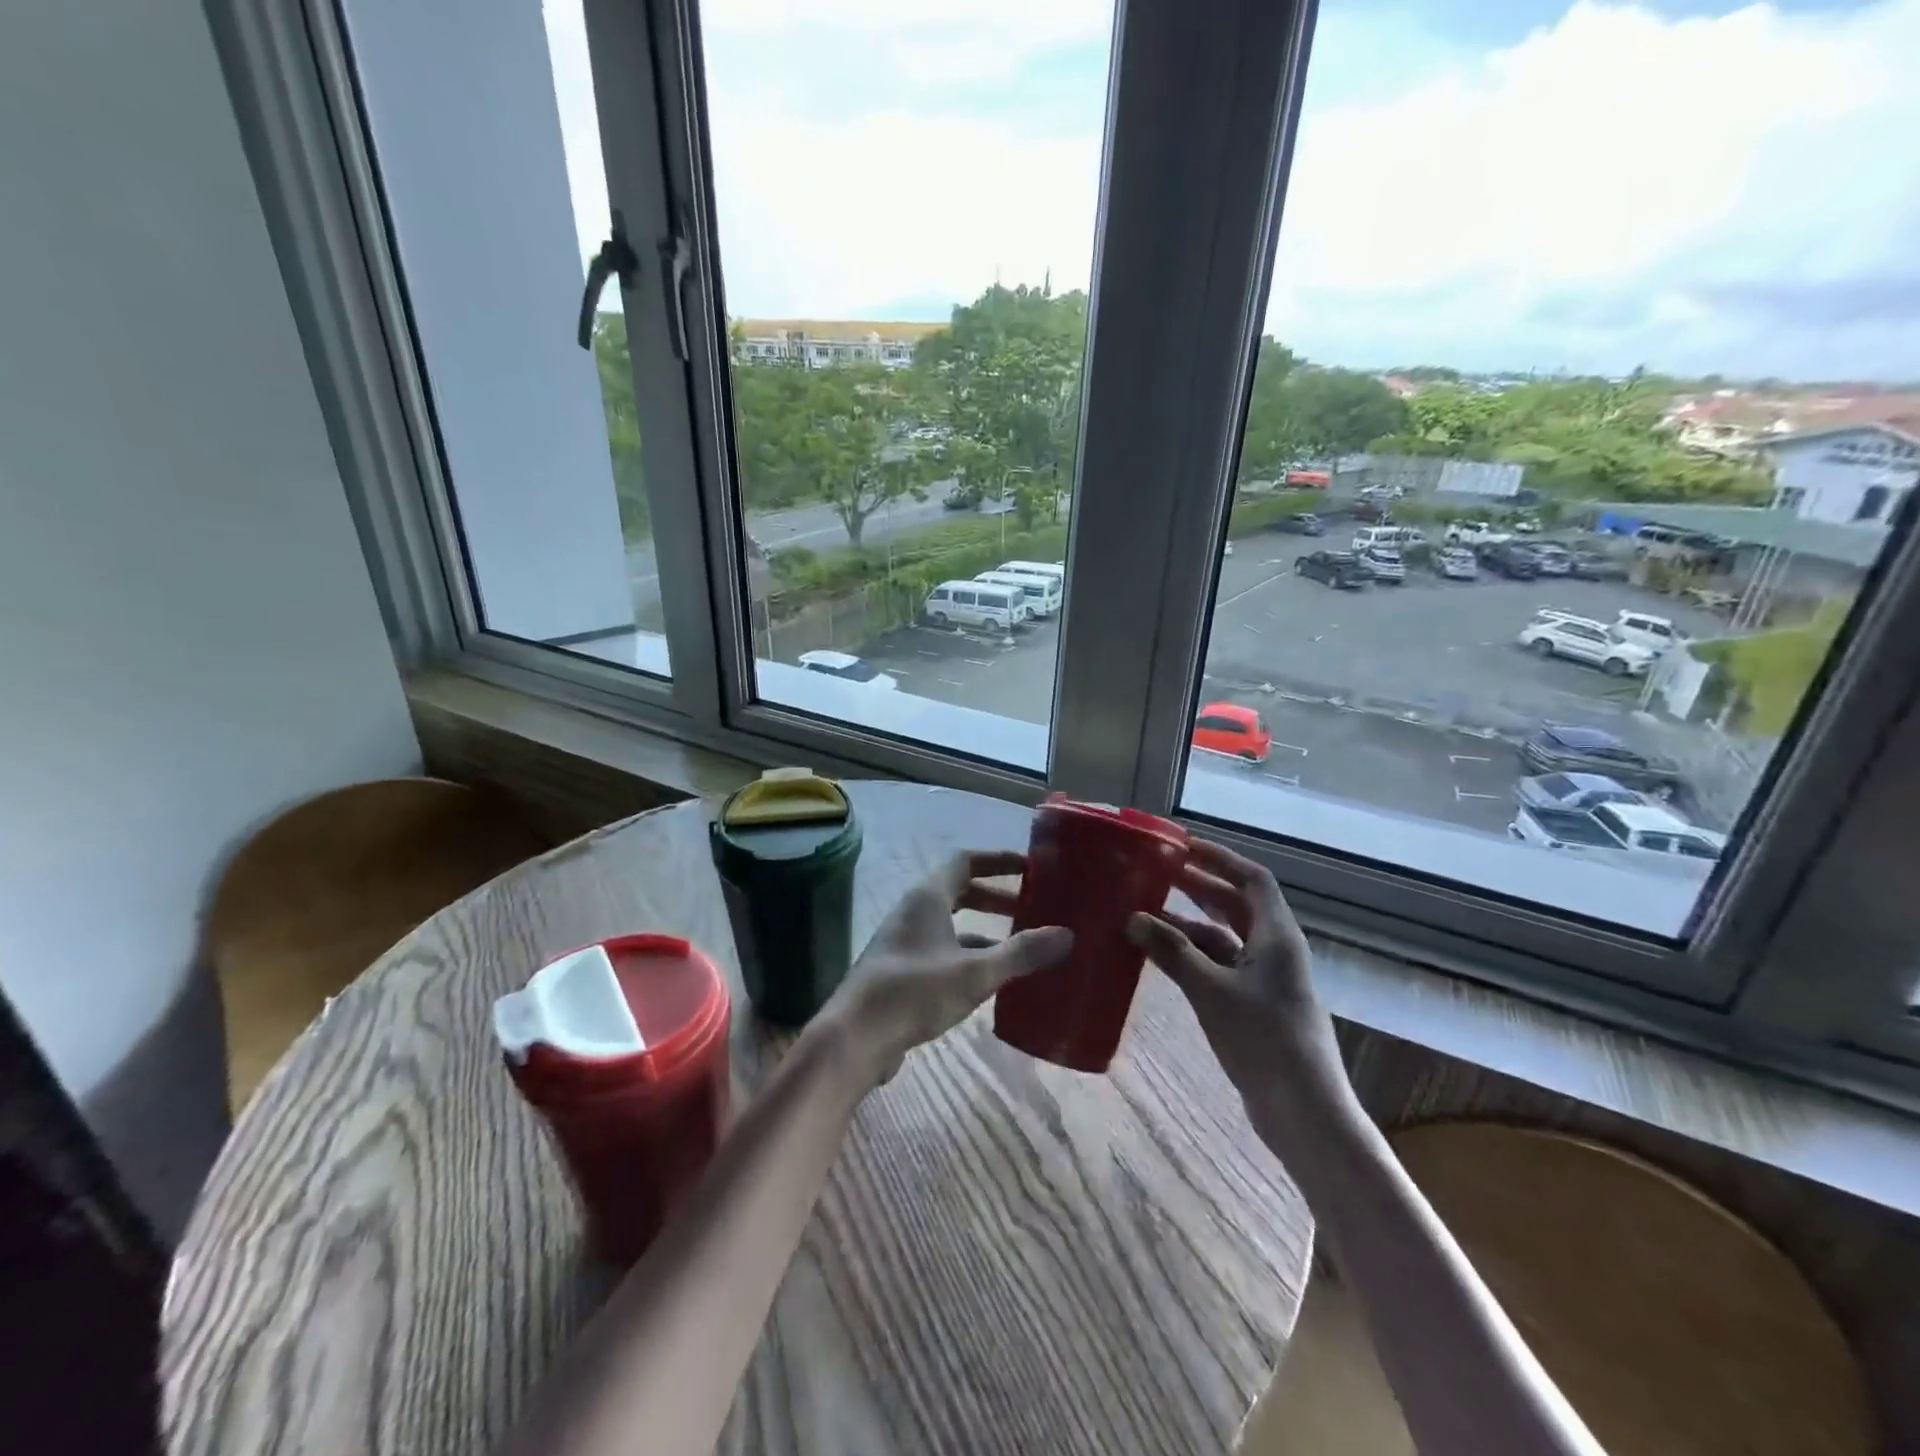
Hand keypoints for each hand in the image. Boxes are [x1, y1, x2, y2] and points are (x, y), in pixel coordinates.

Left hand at [823, 850, 1071, 1084]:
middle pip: (960, 891)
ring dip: (985, 930)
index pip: (966, 861)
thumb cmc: (915, 991)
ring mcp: (906, 942)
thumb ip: (1020, 953)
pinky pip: (944, 951)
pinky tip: (993, 980)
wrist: (855, 1037)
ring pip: (953, 924)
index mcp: (928, 897)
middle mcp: (915, 911)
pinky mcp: (903, 971)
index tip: (1032, 867)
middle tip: (1033, 908)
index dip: (999, 860)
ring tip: (1022, 946)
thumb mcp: (975, 973)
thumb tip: (1066, 935)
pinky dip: (970, 956)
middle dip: (997, 897)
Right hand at [1126, 839, 1355, 1141]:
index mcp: (1276, 936)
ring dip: (1190, 924)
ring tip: (1147, 912)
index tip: (1183, 845)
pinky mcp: (1254, 1005)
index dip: (1220, 858)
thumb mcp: (1211, 991)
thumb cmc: (1263, 1040)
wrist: (1303, 1111)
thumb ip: (1172, 952)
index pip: (1252, 879)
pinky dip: (1192, 956)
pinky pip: (1220, 965)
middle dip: (1200, 886)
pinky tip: (1161, 956)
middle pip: (1237, 905)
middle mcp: (1274, 950)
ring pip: (1225, 937)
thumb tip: (1133, 918)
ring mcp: (1265, 979)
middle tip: (1158, 873)